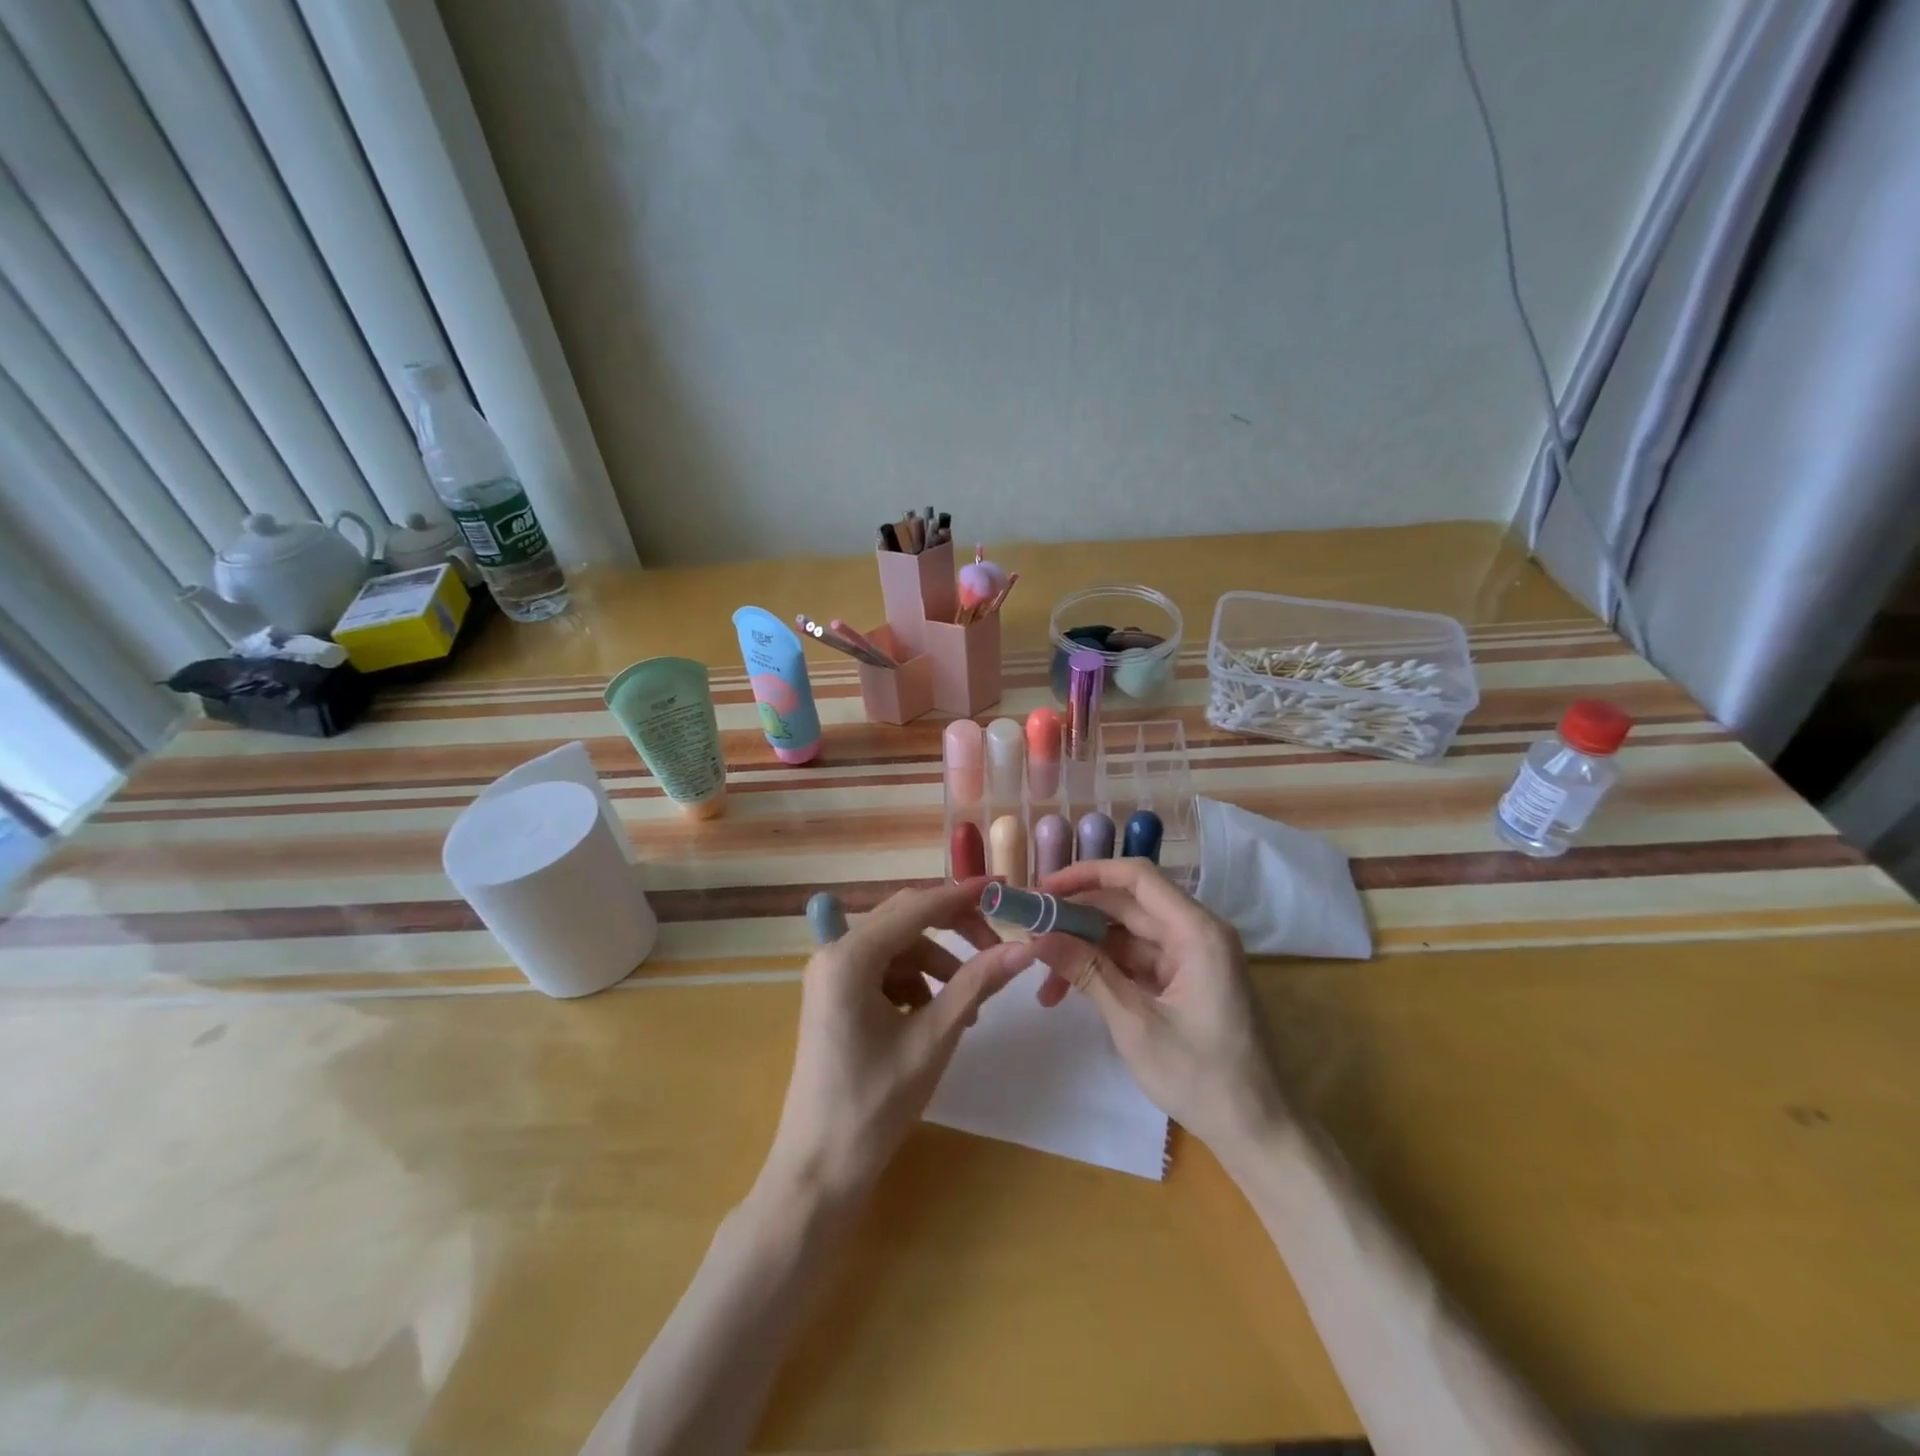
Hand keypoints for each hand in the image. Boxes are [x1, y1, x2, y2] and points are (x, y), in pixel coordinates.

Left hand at [761, 880, 1035, 1204]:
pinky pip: (886, 971)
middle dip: (954, 931)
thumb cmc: (875, 1105)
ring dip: (938, 965)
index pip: (917, 907)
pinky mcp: (836, 996)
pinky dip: (917, 985)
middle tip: (998, 948)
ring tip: (969, 1010)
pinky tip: (937, 1019)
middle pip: (906, 920)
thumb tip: (1027, 945)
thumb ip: (978, 983)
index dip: (963, 896)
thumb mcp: (934, 1038)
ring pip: (899, 948)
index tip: (1005, 888)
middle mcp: (834, 953)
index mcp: (850, 957)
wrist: (819, 1171)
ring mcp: (832, 975)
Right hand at [1030, 859, 1286, 1156]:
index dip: (1087, 875)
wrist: (1258, 1131)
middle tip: (1030, 930)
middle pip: (1127, 905)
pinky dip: (1104, 970)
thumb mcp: (1135, 1025)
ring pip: (1126, 935)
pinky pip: (1136, 960)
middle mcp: (1195, 932)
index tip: (1043, 889)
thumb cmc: (1202, 1078)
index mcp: (1196, 931)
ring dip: (1085, 949)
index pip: (1136, 877)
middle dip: (1077, 916)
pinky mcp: (1184, 979)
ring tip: (1042, 976)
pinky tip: (1068, 989)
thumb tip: (1038, 937)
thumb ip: (1087, 973)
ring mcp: (1191, 956)